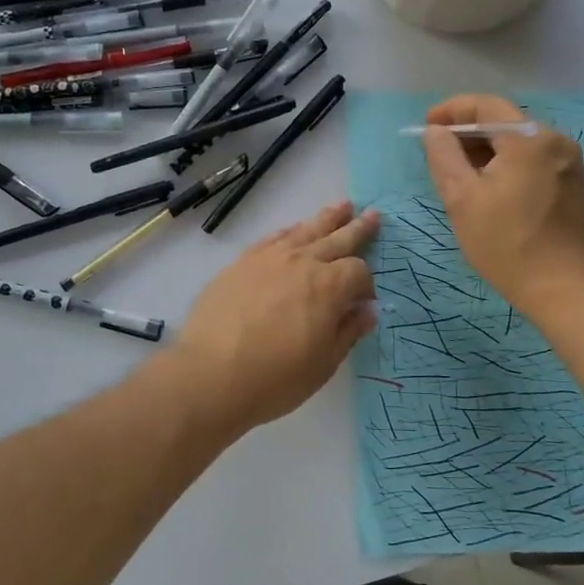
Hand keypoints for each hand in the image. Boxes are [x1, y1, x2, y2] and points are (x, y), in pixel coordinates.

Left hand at [163, 201, 378, 436]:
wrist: (211, 374)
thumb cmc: (275, 378)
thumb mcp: (323, 364)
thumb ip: (348, 332)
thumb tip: (367, 311)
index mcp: (330, 286)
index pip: (358, 271)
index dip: (366, 285)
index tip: (363, 302)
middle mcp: (303, 262)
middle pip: (338, 238)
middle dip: (357, 228)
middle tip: (373, 214)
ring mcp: (270, 258)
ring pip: (305, 230)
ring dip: (327, 218)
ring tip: (341, 206)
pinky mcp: (242, 262)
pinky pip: (273, 237)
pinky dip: (290, 231)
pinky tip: (294, 230)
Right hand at [421, 93, 583, 318]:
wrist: (561, 288)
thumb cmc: (505, 243)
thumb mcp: (461, 198)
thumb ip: (443, 156)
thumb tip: (435, 132)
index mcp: (529, 138)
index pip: (485, 105)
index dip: (451, 110)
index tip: (426, 126)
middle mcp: (555, 139)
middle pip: (503, 120)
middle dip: (467, 132)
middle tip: (438, 154)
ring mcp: (568, 161)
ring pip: (518, 140)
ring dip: (486, 149)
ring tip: (459, 172)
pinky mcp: (571, 181)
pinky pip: (532, 157)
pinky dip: (506, 162)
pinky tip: (489, 185)